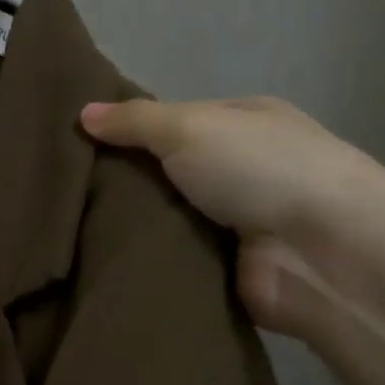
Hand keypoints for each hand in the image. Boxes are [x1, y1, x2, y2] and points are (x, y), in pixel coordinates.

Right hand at [80, 97, 384, 334]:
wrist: (319, 251)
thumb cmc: (260, 170)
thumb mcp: (190, 127)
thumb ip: (135, 122)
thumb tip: (83, 113)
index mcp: (241, 124)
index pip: (172, 122)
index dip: (127, 130)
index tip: (75, 145)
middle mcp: (240, 170)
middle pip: (165, 174)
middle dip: (122, 184)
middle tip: (64, 194)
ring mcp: (233, 223)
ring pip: (164, 220)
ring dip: (129, 227)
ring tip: (69, 231)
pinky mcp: (224, 271)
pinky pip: (172, 261)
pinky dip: (146, 262)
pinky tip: (99, 262)